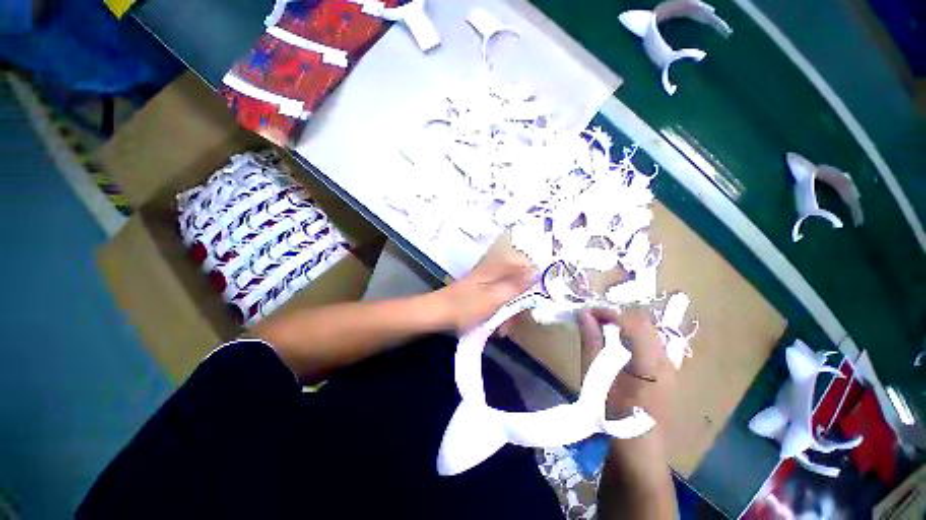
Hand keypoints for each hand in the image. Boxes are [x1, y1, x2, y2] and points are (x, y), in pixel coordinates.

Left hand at [437, 250, 533, 333]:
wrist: (436, 314)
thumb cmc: (466, 306)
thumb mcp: (494, 298)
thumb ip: (515, 286)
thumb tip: (535, 273)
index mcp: (495, 270)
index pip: (522, 264)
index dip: (532, 277)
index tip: (536, 295)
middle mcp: (491, 274)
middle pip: (515, 282)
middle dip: (518, 302)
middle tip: (515, 320)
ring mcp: (484, 284)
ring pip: (505, 294)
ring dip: (507, 312)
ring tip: (502, 330)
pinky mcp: (478, 295)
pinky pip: (495, 302)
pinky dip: (497, 314)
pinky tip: (495, 328)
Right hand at [577, 308, 674, 425]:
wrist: (637, 453)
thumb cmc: (611, 415)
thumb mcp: (595, 377)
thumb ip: (591, 342)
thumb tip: (584, 314)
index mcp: (651, 365)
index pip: (634, 323)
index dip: (610, 312)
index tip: (588, 311)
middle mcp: (667, 362)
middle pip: (644, 324)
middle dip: (617, 316)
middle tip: (593, 318)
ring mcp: (671, 369)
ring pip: (648, 333)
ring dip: (624, 325)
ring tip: (602, 328)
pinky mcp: (668, 375)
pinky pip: (650, 345)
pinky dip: (632, 337)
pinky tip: (617, 345)